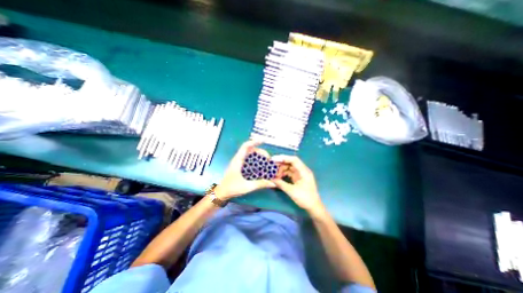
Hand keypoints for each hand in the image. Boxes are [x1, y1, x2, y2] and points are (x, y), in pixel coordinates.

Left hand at [215, 139, 274, 201]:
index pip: (245, 146)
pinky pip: (249, 160)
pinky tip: (261, 166)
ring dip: (258, 156)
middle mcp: (238, 159)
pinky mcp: (240, 167)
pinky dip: (256, 161)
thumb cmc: (231, 188)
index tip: (263, 141)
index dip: (254, 142)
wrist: (221, 193)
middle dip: (260, 152)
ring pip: (250, 155)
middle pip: (250, 150)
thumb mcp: (247, 186)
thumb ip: (260, 184)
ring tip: (266, 161)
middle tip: (268, 158)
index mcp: (238, 160)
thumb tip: (272, 183)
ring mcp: (239, 163)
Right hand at [272, 156, 325, 214]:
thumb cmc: (305, 198)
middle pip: (290, 163)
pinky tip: (278, 177)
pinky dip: (283, 174)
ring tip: (274, 174)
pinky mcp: (298, 178)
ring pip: (289, 168)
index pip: (294, 160)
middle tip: (271, 166)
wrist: (313, 207)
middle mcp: (302, 170)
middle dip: (281, 164)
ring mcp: (300, 174)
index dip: (284, 158)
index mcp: (304, 171)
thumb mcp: (292, 191)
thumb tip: (271, 179)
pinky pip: (289, 173)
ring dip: (281, 170)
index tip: (274, 159)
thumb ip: (281, 184)